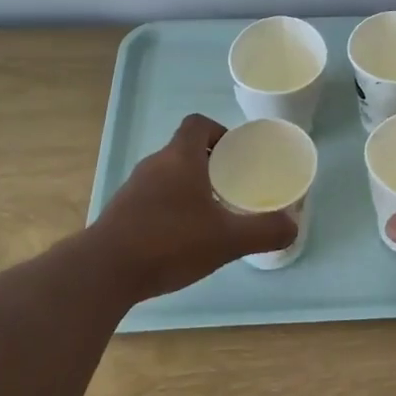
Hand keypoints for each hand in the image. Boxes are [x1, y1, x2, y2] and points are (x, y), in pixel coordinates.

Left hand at [94, 114, 297, 301]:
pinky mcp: (121, 213)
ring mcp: (133, 189)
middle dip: (209, 162)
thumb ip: (264, 231)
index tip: (235, 154)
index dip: (218, 131)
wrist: (103, 272)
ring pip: (167, 175)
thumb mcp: (226, 239)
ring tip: (210, 213)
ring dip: (188, 186)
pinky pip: (152, 198)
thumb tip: (293, 226)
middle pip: (184, 149)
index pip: (197, 123)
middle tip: (231, 186)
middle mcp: (154, 165)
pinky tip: (182, 237)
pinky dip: (170, 207)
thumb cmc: (169, 242)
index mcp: (180, 158)